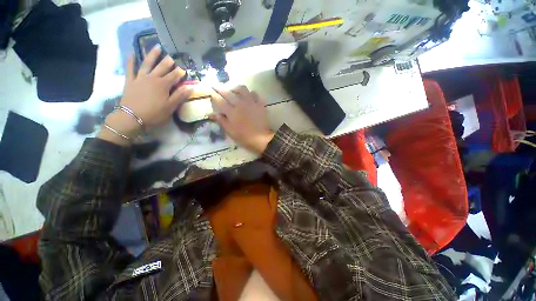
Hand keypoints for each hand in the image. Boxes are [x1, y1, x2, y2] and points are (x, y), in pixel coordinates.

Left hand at [98, 46, 191, 145]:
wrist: (132, 117)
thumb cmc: (155, 113)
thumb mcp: (171, 107)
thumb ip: (180, 96)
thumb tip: (190, 87)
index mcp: (163, 85)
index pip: (174, 76)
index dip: (180, 73)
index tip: (184, 70)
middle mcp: (152, 78)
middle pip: (162, 67)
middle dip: (168, 62)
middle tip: (172, 57)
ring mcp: (140, 78)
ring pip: (147, 63)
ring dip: (152, 55)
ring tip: (157, 47)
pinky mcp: (130, 81)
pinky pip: (130, 68)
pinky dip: (131, 60)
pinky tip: (132, 53)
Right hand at [210, 85, 273, 153]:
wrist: (261, 138)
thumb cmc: (244, 136)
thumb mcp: (230, 131)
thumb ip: (221, 121)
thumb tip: (211, 114)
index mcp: (232, 112)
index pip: (220, 100)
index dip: (213, 95)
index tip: (210, 90)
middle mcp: (240, 104)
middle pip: (228, 92)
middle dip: (220, 87)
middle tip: (216, 85)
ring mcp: (251, 102)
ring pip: (242, 89)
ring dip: (236, 88)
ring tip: (234, 90)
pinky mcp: (260, 104)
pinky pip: (254, 94)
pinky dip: (250, 93)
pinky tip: (249, 97)